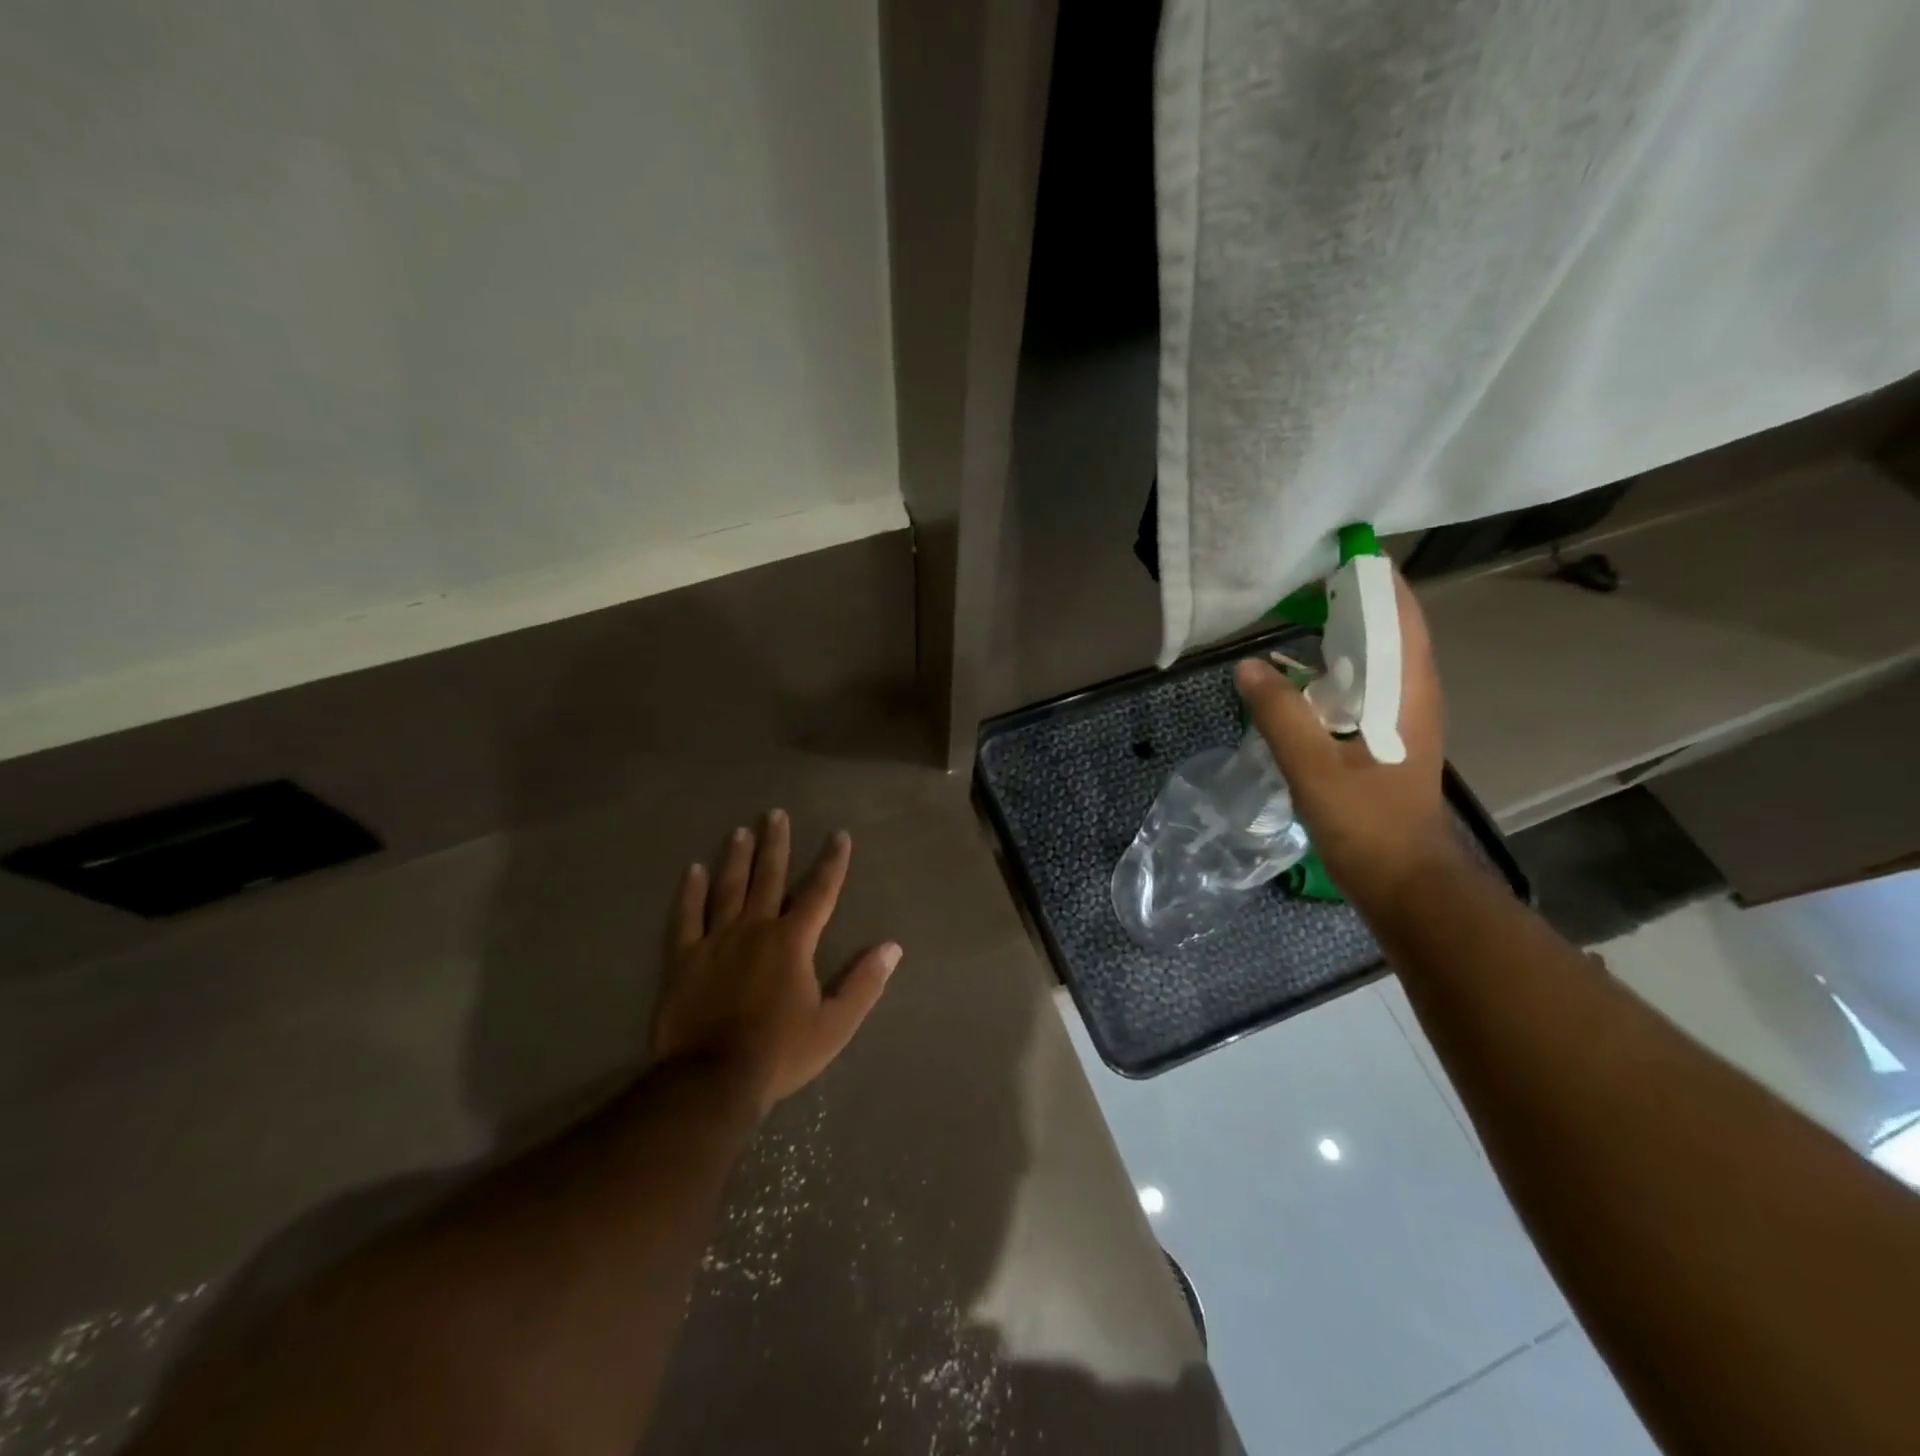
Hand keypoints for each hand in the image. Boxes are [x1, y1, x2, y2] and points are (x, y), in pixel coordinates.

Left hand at [651, 811, 900, 1116]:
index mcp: (793, 941)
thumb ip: (864, 983)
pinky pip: (687, 917)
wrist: (711, 1080)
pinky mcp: (683, 958)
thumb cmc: (780, 1052)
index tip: (839, 835)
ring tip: (741, 831)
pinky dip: (690, 892)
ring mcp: (716, 940)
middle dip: (775, 844)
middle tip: (776, 814)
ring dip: (737, 857)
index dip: (832, 862)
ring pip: (728, 888)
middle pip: (769, 877)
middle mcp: (756, 928)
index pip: (820, 892)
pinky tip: (693, 870)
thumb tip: (892, 947)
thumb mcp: (834, 1025)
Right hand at [1234, 570, 1459, 908]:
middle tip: (1297, 579)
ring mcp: (1401, 715)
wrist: (1404, 880)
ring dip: (1343, 629)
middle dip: (1351, 596)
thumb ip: (1279, 713)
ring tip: (1295, 613)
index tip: (1331, 551)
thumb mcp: (1312, 768)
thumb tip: (1248, 665)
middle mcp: (1412, 692)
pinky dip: (1335, 664)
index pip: (1398, 612)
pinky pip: (1363, 682)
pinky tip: (1299, 673)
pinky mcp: (1386, 735)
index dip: (1372, 576)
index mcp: (1406, 690)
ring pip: (1376, 654)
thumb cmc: (1367, 823)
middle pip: (1389, 625)